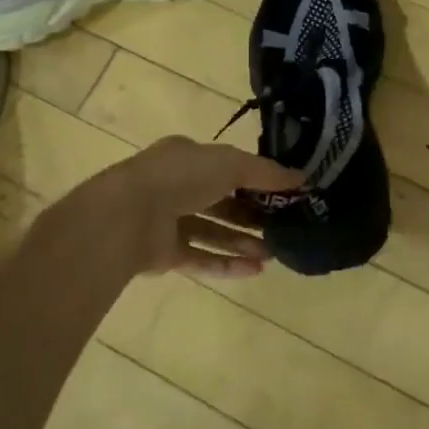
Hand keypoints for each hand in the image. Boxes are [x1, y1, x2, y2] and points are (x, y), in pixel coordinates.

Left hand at [32, 137, 303, 281]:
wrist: (126, 216)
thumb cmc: (180, 177)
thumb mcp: (230, 164)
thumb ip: (266, 173)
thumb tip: (302, 178)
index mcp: (188, 157)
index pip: (228, 166)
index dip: (257, 179)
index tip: (286, 193)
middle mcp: (177, 186)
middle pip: (222, 201)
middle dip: (253, 215)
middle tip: (283, 227)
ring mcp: (168, 221)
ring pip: (213, 232)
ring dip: (243, 242)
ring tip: (274, 253)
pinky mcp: (164, 254)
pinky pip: (201, 259)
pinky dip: (227, 264)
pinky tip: (255, 271)